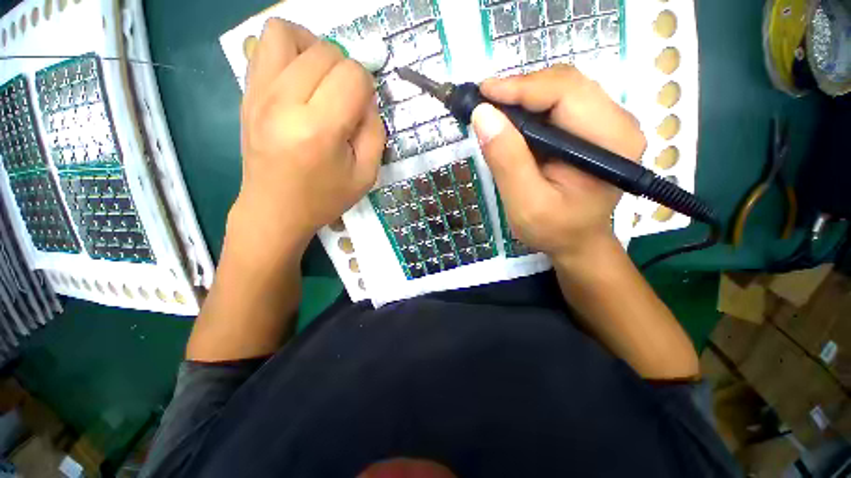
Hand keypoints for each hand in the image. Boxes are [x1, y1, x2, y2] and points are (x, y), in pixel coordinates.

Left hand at [229, 19, 385, 263]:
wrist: (275, 210)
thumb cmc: (324, 198)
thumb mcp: (366, 175)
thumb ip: (375, 132)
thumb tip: (366, 99)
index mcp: (319, 129)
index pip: (352, 75)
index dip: (367, 87)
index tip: (363, 109)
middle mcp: (284, 102)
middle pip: (325, 51)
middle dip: (346, 70)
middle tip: (346, 99)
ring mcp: (258, 93)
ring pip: (287, 33)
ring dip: (314, 48)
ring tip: (321, 77)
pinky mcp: (246, 93)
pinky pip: (264, 45)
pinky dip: (288, 50)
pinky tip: (299, 78)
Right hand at [471, 65, 644, 262]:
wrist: (577, 242)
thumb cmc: (554, 230)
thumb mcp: (525, 203)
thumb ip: (507, 161)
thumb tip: (482, 115)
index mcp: (610, 141)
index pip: (566, 92)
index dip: (520, 88)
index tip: (481, 94)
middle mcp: (618, 122)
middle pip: (565, 84)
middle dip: (520, 90)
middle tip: (484, 106)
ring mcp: (608, 123)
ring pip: (561, 89)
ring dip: (523, 98)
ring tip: (494, 114)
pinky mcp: (593, 128)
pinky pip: (559, 104)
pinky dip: (531, 108)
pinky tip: (512, 123)